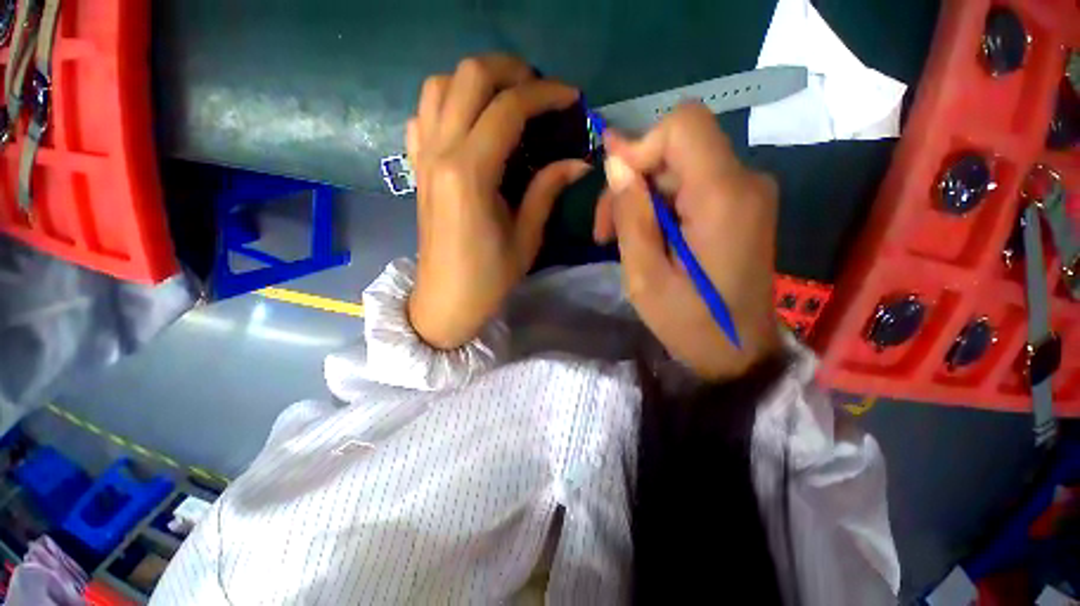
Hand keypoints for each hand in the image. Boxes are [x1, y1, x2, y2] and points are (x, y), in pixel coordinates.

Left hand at [406, 54, 589, 348]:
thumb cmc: (488, 278)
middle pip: (468, 77)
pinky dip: (448, 105)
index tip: (570, 99)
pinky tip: (470, 124)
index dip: (544, 94)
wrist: (445, 300)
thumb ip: (547, 191)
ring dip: (476, 82)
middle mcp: (440, 153)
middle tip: (539, 90)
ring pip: (440, 86)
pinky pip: (424, 116)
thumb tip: (578, 161)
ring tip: (506, 100)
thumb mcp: (526, 238)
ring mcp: (422, 158)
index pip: (508, 108)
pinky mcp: (416, 168)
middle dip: (510, 71)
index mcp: (470, 174)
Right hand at [594, 103, 780, 380]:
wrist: (738, 352)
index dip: (641, 146)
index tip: (615, 188)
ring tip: (620, 239)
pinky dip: (661, 205)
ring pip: (678, 167)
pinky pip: (691, 185)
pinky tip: (647, 237)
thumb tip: (615, 162)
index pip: (684, 124)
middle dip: (633, 181)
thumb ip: (631, 215)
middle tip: (605, 230)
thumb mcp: (645, 276)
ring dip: (642, 197)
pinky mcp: (741, 206)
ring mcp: (747, 193)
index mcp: (723, 197)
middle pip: (676, 147)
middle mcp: (745, 182)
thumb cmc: (690, 322)